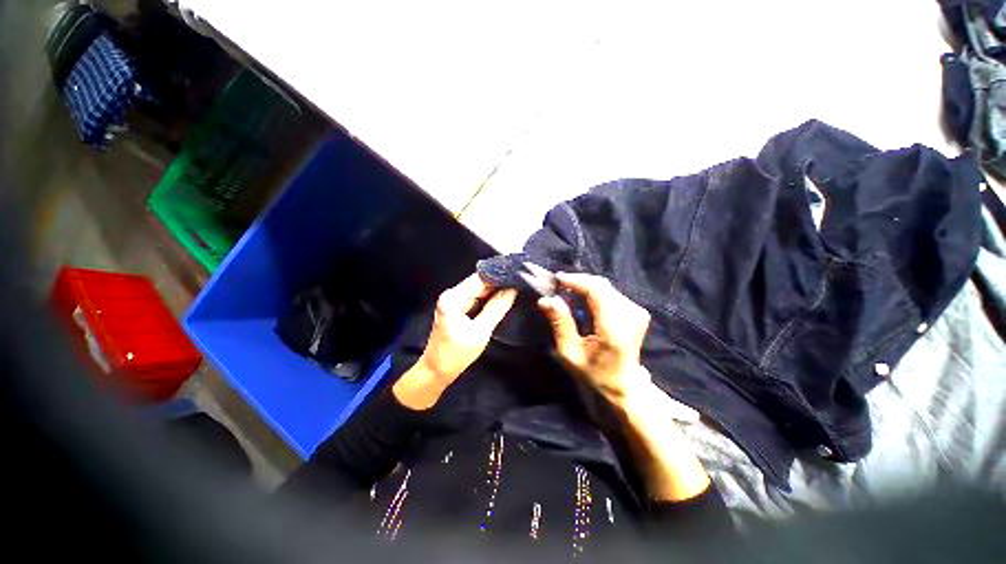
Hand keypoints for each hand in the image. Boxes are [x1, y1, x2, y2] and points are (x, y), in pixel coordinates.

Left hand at [394, 273, 515, 409]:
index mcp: (453, 298)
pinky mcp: (457, 307)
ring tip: (514, 287)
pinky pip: (476, 298)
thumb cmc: (456, 355)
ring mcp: (453, 300)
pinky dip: (488, 298)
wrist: (436, 371)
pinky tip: (502, 297)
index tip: (517, 273)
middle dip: (499, 282)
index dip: (499, 275)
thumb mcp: (480, 332)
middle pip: (479, 282)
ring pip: (479, 289)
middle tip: (519, 280)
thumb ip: (496, 308)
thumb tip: (512, 290)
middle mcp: (452, 294)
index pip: (480, 278)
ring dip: (495, 289)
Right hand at [537, 272, 651, 405]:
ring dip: (584, 285)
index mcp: (615, 329)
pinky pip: (610, 291)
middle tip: (557, 286)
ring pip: (605, 286)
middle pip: (601, 285)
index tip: (556, 279)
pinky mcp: (637, 310)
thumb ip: (560, 324)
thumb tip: (546, 300)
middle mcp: (630, 316)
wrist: (625, 384)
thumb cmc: (595, 372)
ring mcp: (637, 311)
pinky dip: (593, 291)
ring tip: (566, 291)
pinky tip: (581, 298)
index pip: (597, 291)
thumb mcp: (571, 353)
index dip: (576, 281)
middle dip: (577, 281)